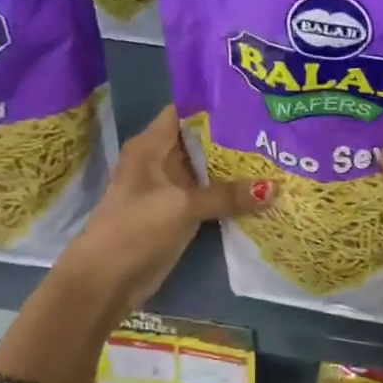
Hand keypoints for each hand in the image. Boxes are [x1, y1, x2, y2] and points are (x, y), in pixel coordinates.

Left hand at [60, 105, 272, 312]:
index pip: (185, 111)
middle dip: (234, 136)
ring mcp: (170, 189)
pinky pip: (209, 196)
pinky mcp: (178, 214)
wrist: (106, 281)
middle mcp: (161, 161)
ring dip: (236, 167)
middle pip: (201, 140)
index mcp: (151, 146)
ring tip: (277, 154)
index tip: (252, 101)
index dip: (216, 104)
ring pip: (208, 170)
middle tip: (275, 128)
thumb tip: (276, 188)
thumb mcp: (182, 206)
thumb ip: (227, 195)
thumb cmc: (136, 229)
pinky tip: (262, 189)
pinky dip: (231, 193)